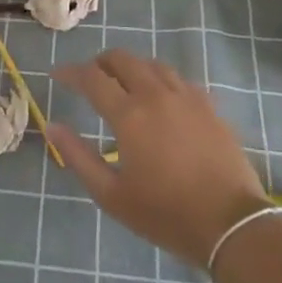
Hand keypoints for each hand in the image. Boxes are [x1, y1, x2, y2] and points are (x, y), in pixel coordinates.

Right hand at [48, 51, 269, 268]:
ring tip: (123, 84)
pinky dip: (159, 79)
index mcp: (129, 114)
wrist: (230, 224)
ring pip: (152, 64)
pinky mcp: (208, 105)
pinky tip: (159, 98)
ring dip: (131, 67)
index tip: (56, 75)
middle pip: (122, 59)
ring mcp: (186, 96)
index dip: (70, 72)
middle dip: (100, 63)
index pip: (91, 78)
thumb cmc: (165, 214)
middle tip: (89, 78)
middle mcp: (156, 94)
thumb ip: (78, 156)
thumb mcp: (111, 195)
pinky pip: (177, 78)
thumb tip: (51, 126)